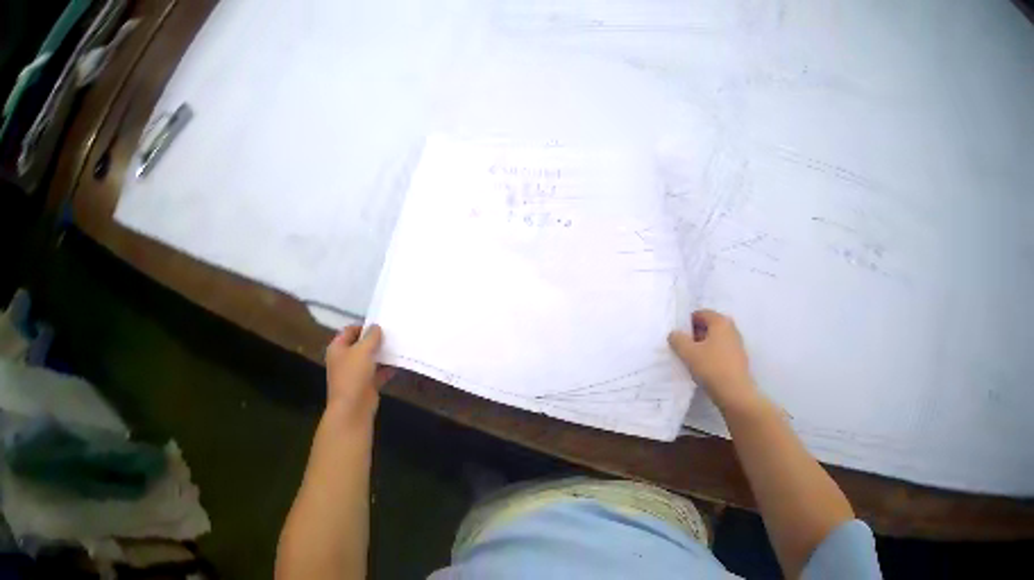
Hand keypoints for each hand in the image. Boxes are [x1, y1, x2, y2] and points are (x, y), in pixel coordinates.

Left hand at [324, 325, 394, 424]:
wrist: (353, 408)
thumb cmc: (353, 375)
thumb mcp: (363, 350)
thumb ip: (371, 337)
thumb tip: (377, 327)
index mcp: (338, 348)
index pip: (350, 330)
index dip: (364, 326)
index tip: (381, 324)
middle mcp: (345, 359)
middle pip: (361, 344)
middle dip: (375, 340)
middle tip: (392, 333)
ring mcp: (356, 373)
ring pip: (370, 359)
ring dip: (382, 354)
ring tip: (399, 346)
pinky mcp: (366, 384)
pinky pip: (378, 373)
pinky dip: (387, 369)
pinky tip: (400, 363)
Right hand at [669, 310, 757, 410]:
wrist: (735, 392)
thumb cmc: (712, 368)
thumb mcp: (689, 353)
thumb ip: (678, 340)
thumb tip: (674, 333)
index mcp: (721, 322)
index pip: (701, 314)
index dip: (687, 322)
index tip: (677, 335)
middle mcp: (731, 329)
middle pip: (709, 326)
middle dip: (694, 334)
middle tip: (682, 346)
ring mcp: (736, 344)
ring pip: (715, 339)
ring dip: (702, 345)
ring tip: (690, 358)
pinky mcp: (738, 358)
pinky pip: (721, 351)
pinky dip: (711, 355)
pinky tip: (703, 367)